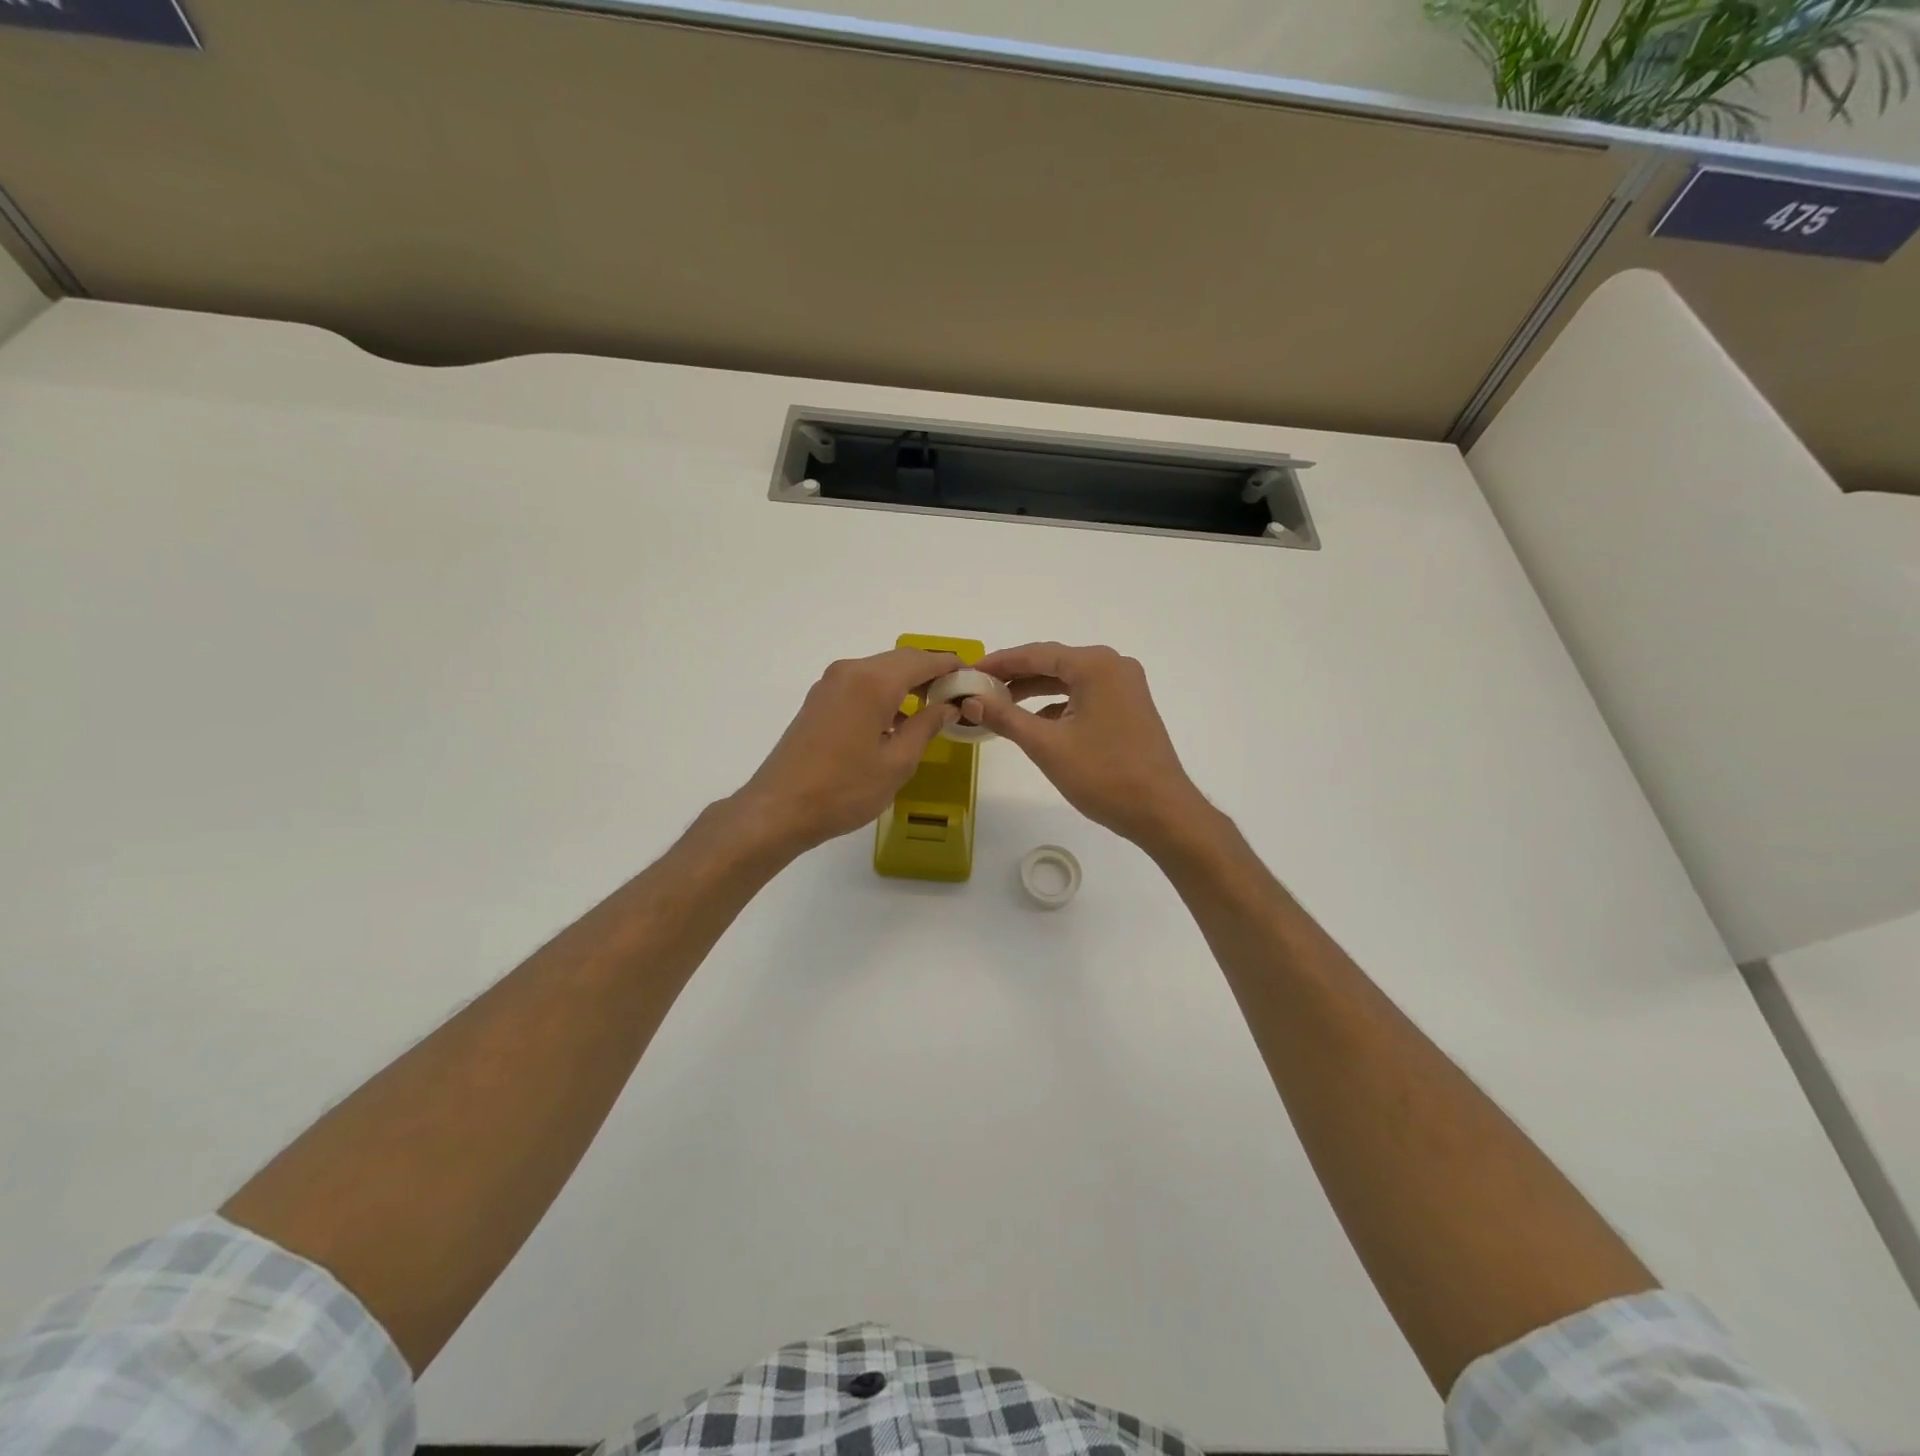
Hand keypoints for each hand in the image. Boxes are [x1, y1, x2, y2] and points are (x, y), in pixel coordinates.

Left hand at [732, 648, 961, 854]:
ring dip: (907, 684)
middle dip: (930, 673)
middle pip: (900, 660)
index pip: (922, 661)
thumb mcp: (897, 763)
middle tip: (956, 695)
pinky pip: (861, 684)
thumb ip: (926, 727)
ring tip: (932, 709)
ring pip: (879, 671)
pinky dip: (885, 693)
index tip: (973, 678)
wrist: (779, 808)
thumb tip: (947, 706)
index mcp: (873, 682)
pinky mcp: (819, 700)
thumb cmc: (844, 789)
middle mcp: (850, 671)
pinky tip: (897, 721)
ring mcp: (830, 684)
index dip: (951, 666)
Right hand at [970, 642, 1211, 851]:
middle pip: (1052, 663)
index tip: (967, 673)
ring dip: (1034, 691)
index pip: (1036, 654)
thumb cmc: (1103, 775)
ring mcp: (1125, 687)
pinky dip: (1056, 705)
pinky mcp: (1128, 707)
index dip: (999, 663)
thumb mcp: (1047, 745)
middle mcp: (1113, 666)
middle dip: (1014, 676)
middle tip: (977, 689)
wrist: (1161, 811)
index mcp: (1095, 665)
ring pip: (1068, 681)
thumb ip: (1005, 718)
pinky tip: (1034, 722)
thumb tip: (970, 701)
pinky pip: (1083, 696)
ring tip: (998, 705)